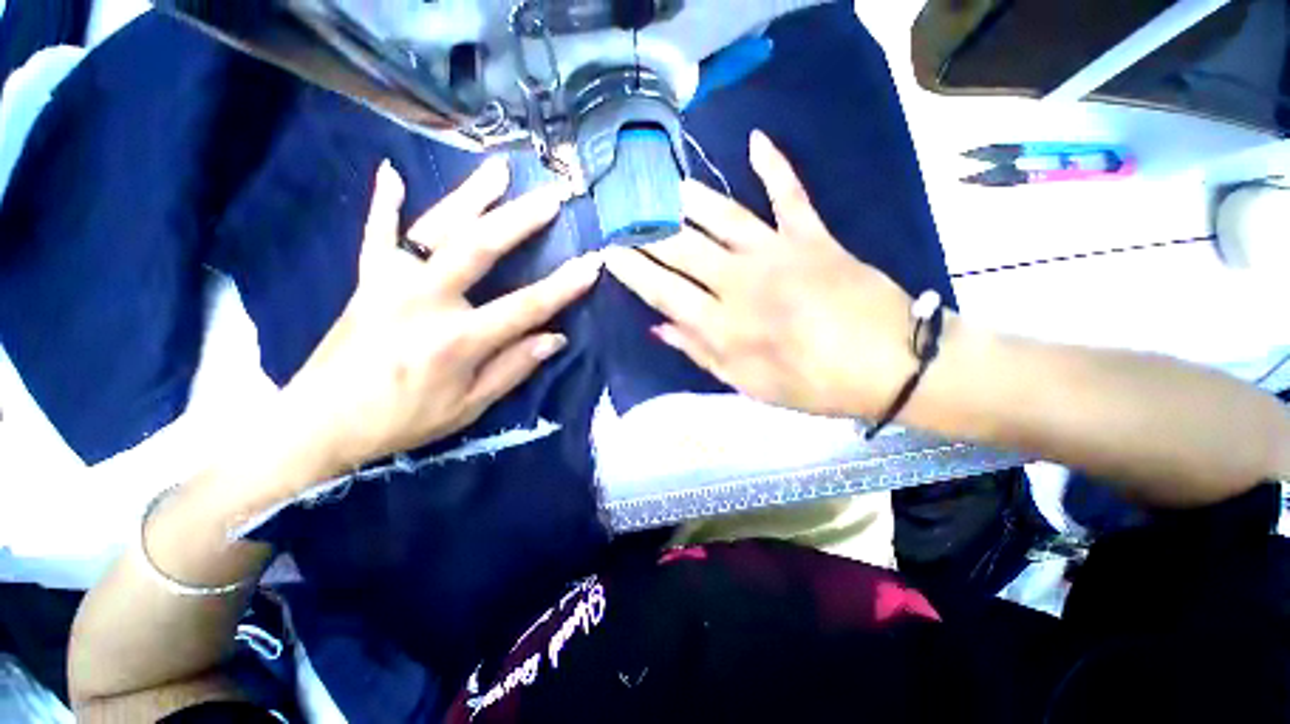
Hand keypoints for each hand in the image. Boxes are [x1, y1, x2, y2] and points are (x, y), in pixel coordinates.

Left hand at [284, 157, 600, 471]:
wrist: (320, 422)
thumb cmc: (402, 419)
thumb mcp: (469, 407)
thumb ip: (514, 368)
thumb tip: (556, 338)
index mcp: (458, 340)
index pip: (525, 307)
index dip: (564, 286)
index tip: (593, 263)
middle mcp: (426, 301)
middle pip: (480, 248)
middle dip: (521, 220)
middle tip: (551, 197)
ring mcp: (391, 283)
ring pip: (436, 228)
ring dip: (470, 195)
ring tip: (499, 168)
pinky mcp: (366, 280)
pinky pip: (377, 235)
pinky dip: (383, 203)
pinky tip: (390, 171)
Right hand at [603, 131, 916, 418]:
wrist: (890, 365)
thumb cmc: (814, 384)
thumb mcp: (748, 384)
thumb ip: (700, 352)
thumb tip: (658, 327)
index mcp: (724, 324)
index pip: (662, 289)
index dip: (631, 269)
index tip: (607, 251)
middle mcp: (741, 281)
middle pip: (680, 248)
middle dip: (644, 230)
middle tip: (619, 210)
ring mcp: (778, 251)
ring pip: (720, 215)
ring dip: (687, 198)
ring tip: (660, 184)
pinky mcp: (813, 235)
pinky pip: (789, 193)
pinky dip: (774, 165)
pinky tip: (755, 141)